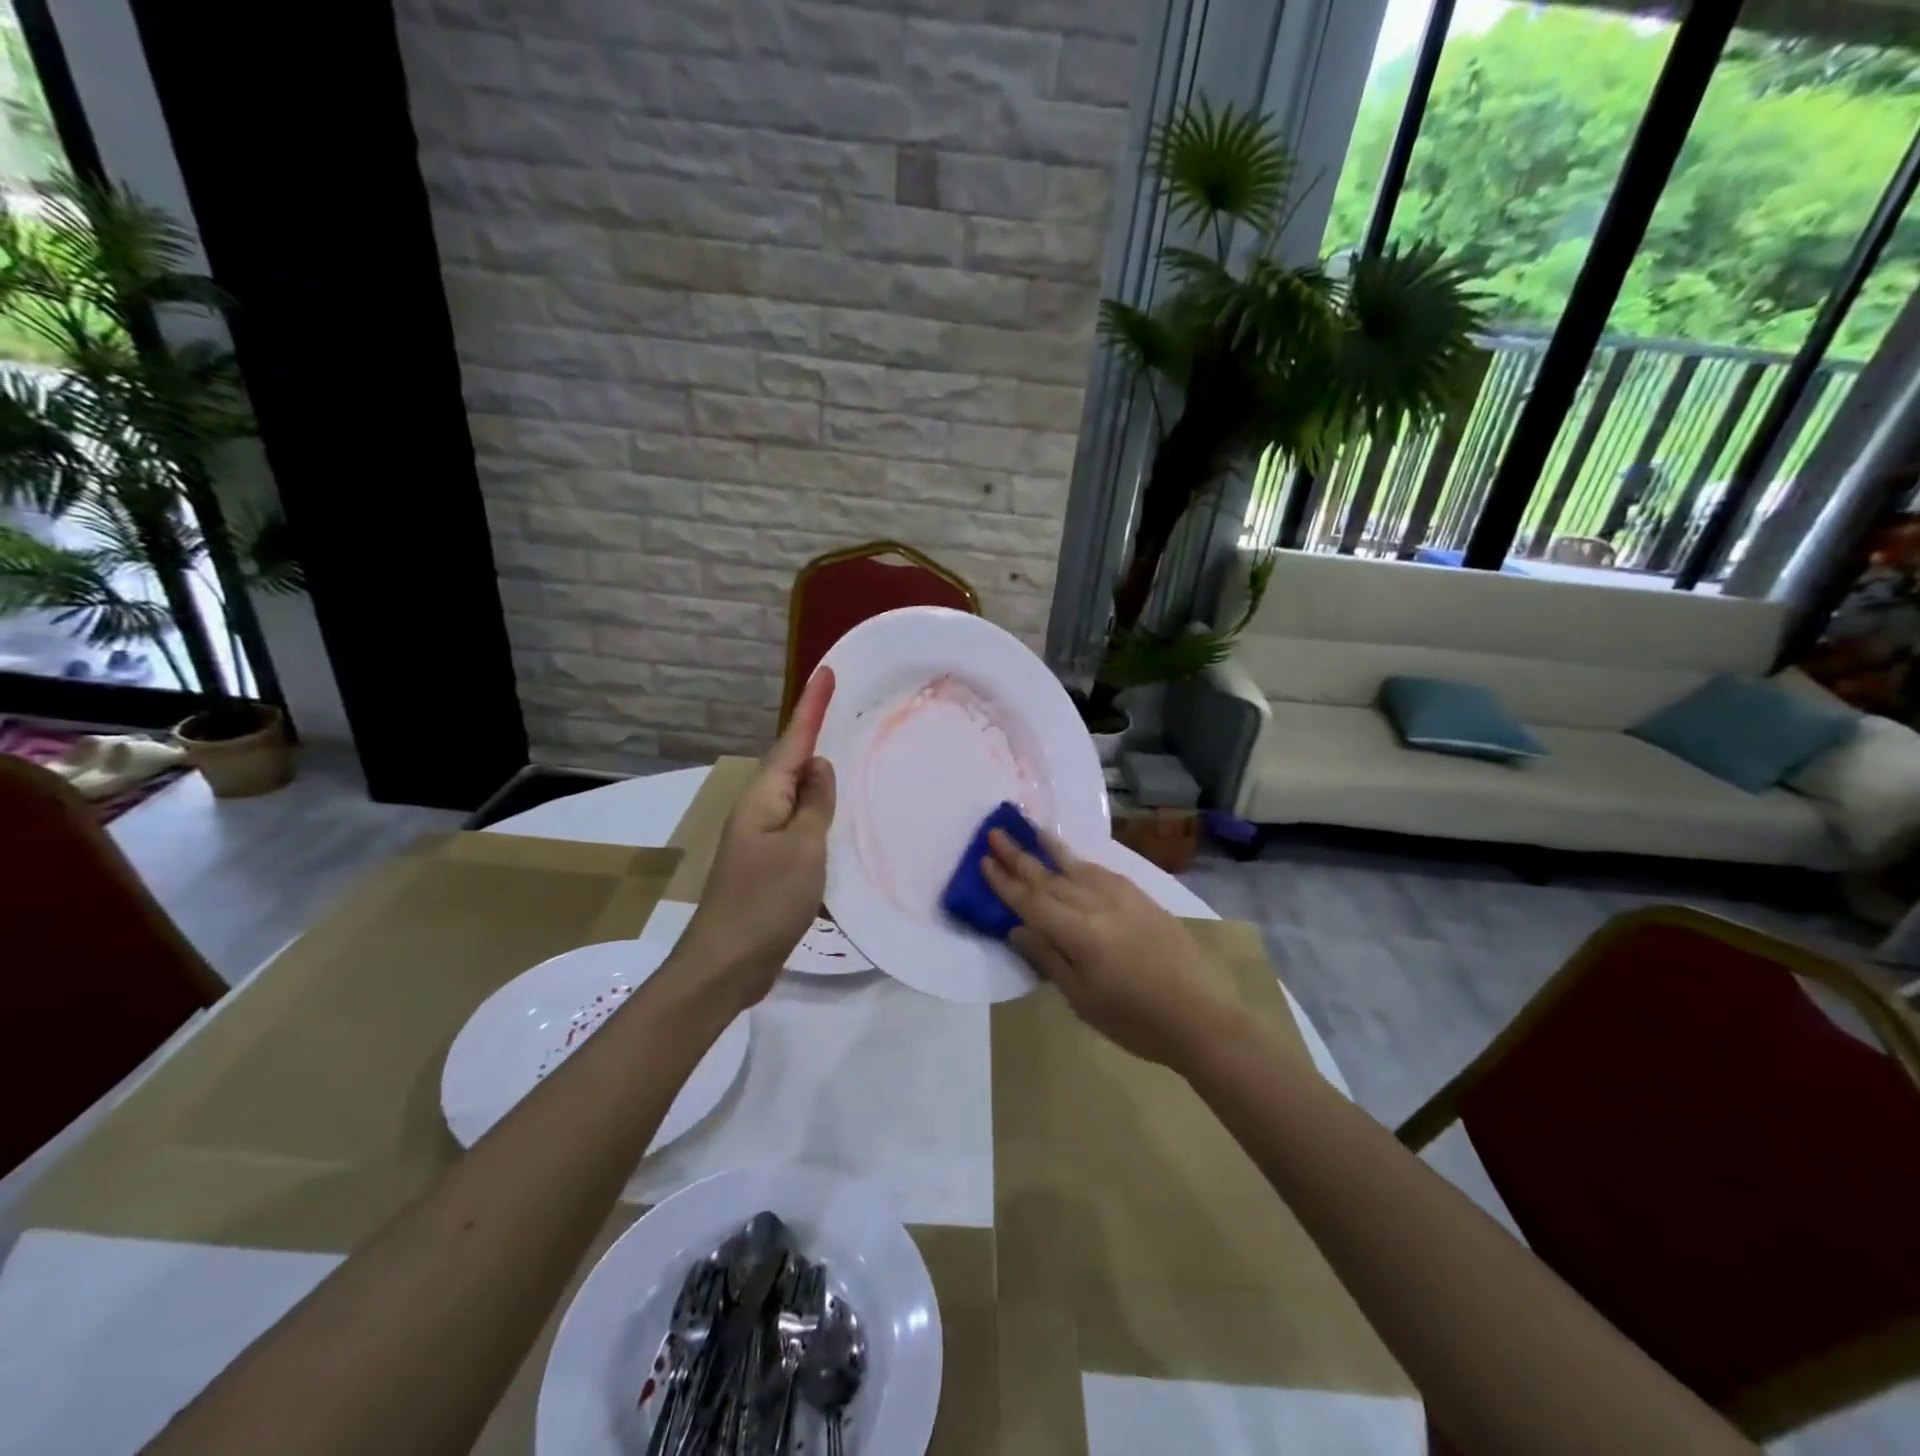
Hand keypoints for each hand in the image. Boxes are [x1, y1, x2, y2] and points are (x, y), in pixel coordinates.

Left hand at [677, 668, 836, 1011]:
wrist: (726, 964)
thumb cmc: (766, 900)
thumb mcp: (803, 847)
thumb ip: (815, 803)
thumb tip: (820, 767)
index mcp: (763, 798)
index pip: (793, 741)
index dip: (811, 707)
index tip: (826, 672)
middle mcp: (759, 810)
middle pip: (791, 763)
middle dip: (814, 734)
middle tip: (843, 708)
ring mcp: (762, 839)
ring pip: (796, 795)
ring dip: (819, 775)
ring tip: (847, 754)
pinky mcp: (770, 865)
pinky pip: (799, 826)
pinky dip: (819, 813)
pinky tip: (837, 817)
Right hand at [982, 828, 1246, 1070]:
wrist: (1201, 1017)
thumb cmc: (1135, 1020)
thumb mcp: (1083, 999)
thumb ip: (1048, 958)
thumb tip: (1017, 928)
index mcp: (1079, 933)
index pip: (1031, 901)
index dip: (1005, 882)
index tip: (984, 861)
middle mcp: (1098, 905)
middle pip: (1050, 877)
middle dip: (1019, 856)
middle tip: (995, 834)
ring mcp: (1123, 897)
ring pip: (1077, 868)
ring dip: (1050, 849)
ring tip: (1030, 829)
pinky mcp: (1142, 898)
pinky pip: (1103, 872)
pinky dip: (1081, 862)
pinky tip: (1073, 858)